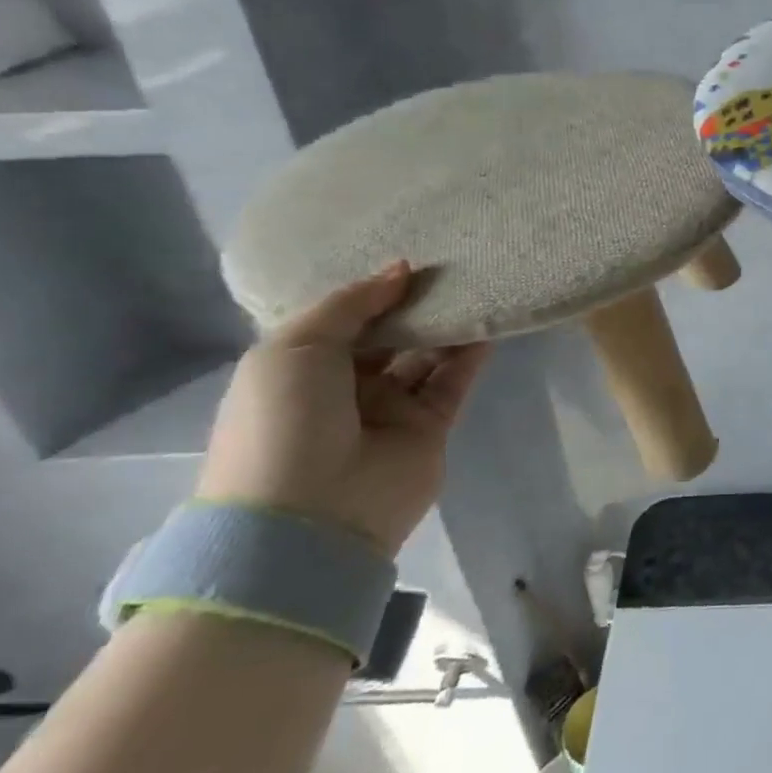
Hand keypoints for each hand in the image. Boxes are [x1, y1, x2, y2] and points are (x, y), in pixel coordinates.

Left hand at [198, 262, 491, 557]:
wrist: (311, 514)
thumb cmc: (283, 422)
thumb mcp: (294, 347)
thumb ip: (350, 304)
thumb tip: (400, 270)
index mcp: (299, 370)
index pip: (341, 320)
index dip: (370, 290)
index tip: (405, 258)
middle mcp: (345, 387)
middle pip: (387, 335)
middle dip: (413, 303)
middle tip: (447, 263)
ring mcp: (389, 410)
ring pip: (425, 355)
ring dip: (445, 323)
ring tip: (474, 283)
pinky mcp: (430, 428)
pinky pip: (453, 381)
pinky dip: (471, 352)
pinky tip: (487, 319)